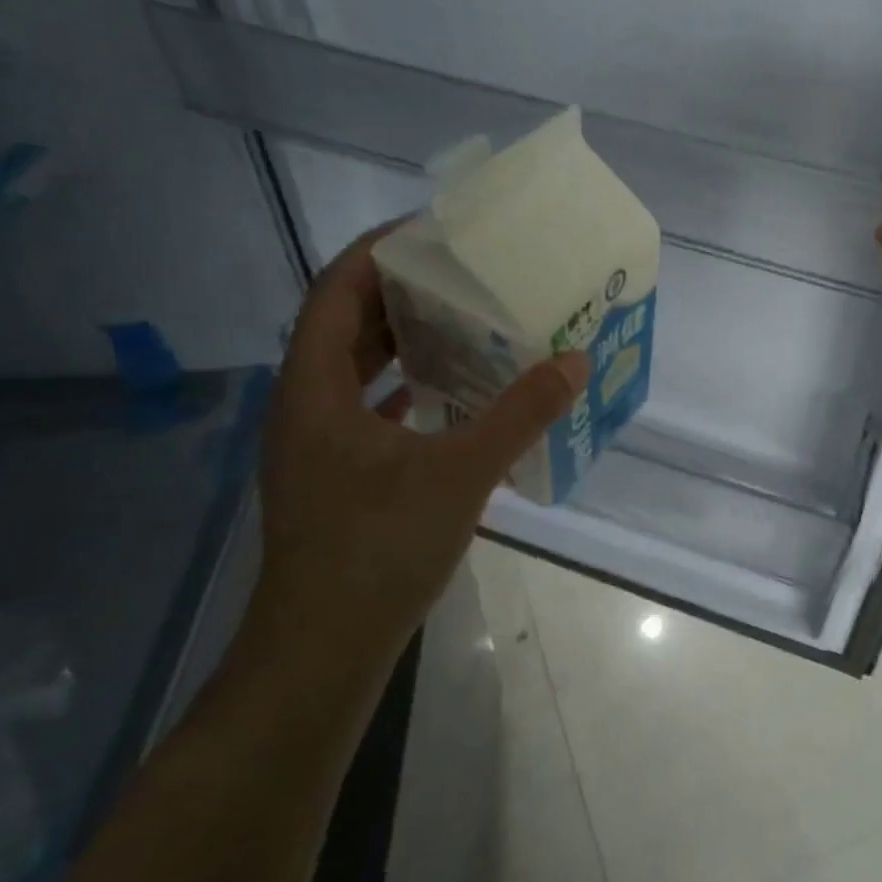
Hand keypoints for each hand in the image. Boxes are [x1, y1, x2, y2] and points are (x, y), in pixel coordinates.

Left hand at [255, 224, 589, 667]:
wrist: (322, 652)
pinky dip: (405, 388)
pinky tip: (450, 393)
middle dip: (399, 291)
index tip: (432, 230)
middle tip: (462, 273)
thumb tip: (575, 361)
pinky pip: (367, 407)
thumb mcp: (460, 474)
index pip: (336, 290)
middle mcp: (305, 405)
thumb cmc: (377, 550)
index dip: (378, 251)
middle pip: (345, 324)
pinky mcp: (335, 475)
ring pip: (355, 368)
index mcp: (314, 388)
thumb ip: (520, 414)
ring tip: (463, 322)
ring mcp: (316, 444)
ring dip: (403, 340)